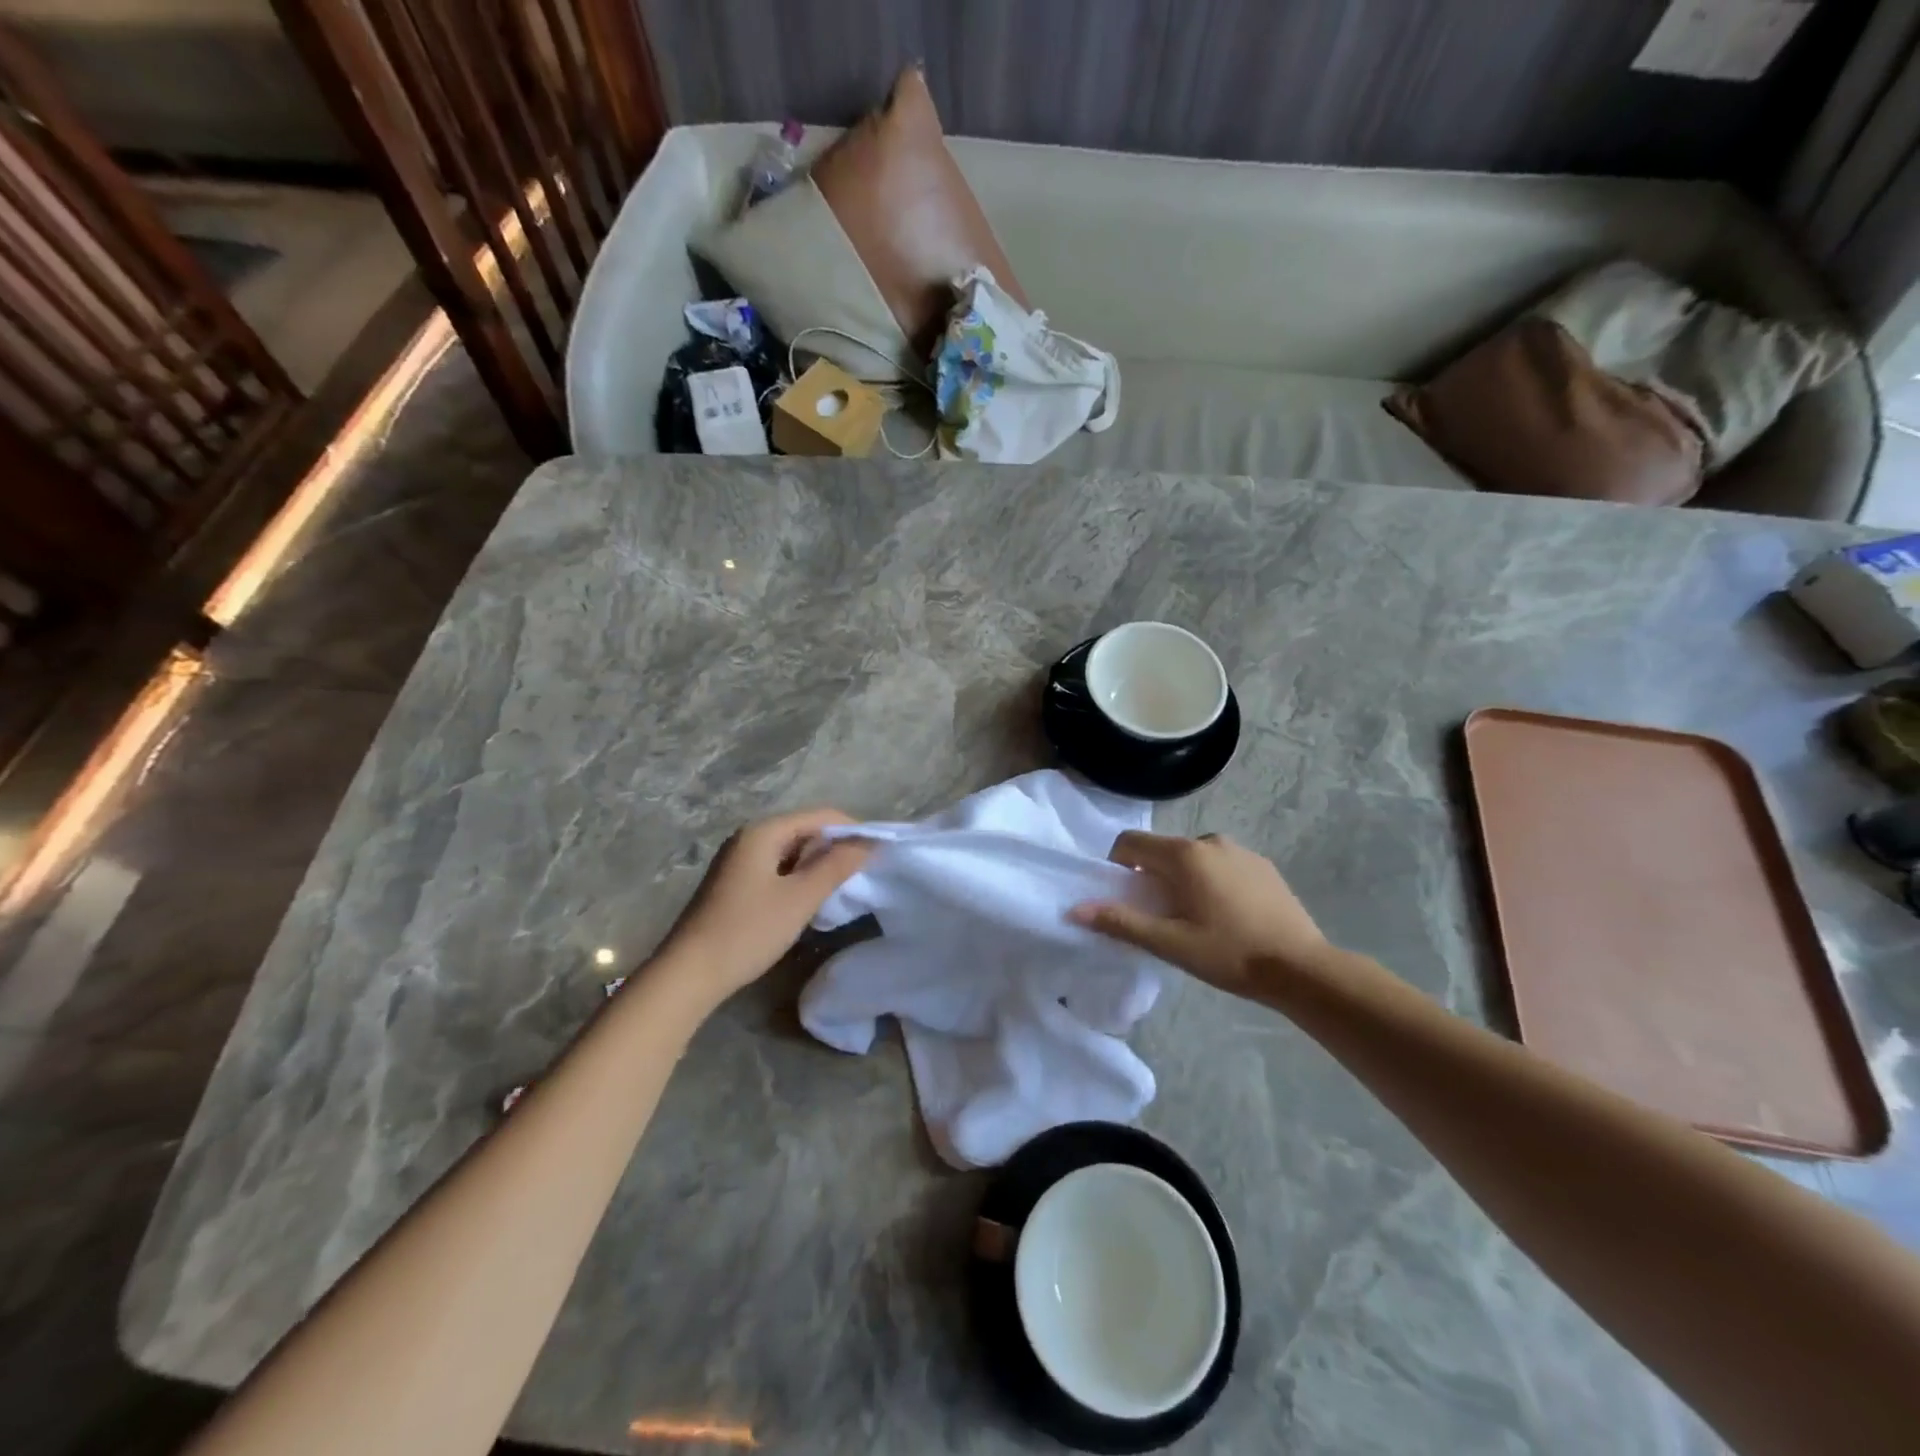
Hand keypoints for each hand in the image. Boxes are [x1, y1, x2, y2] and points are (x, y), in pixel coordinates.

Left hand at [655, 809, 870, 1003]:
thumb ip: (836, 866)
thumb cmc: (748, 931)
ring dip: (818, 866)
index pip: (821, 816)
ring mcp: (739, 860)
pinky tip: (809, 901)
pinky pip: (778, 868)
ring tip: (841, 889)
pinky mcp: (735, 883)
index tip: (878, 855)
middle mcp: (750, 837)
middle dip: (836, 848)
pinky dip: (799, 878)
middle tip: (862, 875)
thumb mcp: (800, 898)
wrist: (689, 974)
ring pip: (792, 851)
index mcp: (764, 831)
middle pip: (805, 830)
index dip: (853, 831)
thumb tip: (868, 843)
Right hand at [1070, 831, 1333, 1001]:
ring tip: (1197, 919)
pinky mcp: (1263, 865)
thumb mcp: (1170, 943)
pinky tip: (1228, 916)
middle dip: (1152, 877)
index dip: (1117, 866)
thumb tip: (1075, 910)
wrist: (1302, 968)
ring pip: (1193, 858)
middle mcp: (1210, 841)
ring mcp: (1241, 850)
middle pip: (1162, 850)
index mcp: (1184, 855)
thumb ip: (1121, 922)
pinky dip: (1212, 881)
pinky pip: (1221, 864)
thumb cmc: (1230, 954)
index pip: (1130, 843)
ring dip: (1183, 879)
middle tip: (1162, 917)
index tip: (1127, 898)